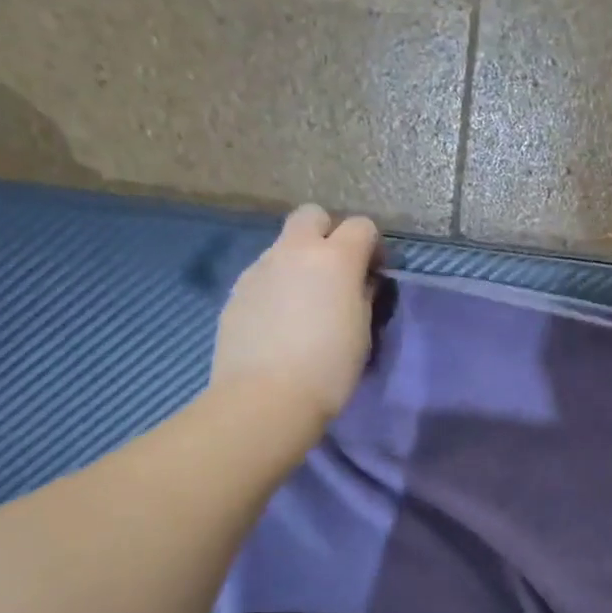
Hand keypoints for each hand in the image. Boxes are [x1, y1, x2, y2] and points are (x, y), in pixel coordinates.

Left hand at [208, 204, 379, 438]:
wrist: (266, 397)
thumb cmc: (329, 368)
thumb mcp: (362, 332)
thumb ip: (363, 296)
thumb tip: (362, 281)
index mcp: (335, 258)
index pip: (361, 226)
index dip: (372, 246)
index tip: (374, 273)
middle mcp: (294, 251)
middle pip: (312, 215)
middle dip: (328, 233)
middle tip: (336, 272)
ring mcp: (260, 267)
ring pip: (284, 246)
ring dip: (299, 261)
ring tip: (305, 303)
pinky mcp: (237, 290)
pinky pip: (264, 274)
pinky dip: (277, 285)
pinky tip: (280, 320)